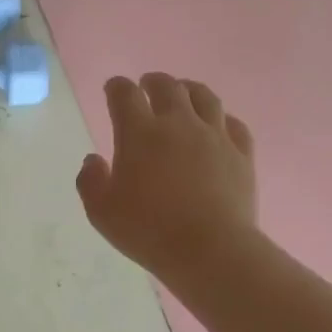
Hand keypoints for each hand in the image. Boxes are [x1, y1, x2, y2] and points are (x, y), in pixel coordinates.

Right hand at [77, 73, 256, 280]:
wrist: (209, 249)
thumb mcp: (101, 212)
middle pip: (167, 87)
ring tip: (183, 93)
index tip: (112, 89)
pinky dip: (221, 118)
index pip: (125, 95)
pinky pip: (233, 124)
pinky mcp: (241, 154)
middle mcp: (178, 124)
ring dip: (188, 90)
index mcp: (140, 133)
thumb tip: (94, 159)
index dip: (116, 87)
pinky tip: (217, 125)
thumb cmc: (148, 230)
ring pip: (204, 97)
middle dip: (152, 82)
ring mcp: (214, 136)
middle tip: (146, 86)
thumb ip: (90, 181)